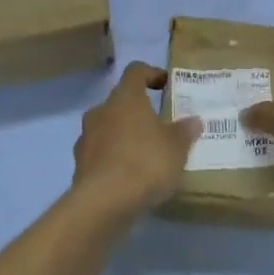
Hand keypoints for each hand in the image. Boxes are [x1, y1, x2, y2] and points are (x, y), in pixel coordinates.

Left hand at [72, 63, 201, 220]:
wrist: (103, 203)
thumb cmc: (145, 162)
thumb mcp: (177, 147)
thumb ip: (185, 131)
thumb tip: (194, 121)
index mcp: (125, 97)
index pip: (135, 71)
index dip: (151, 73)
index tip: (166, 84)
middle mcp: (101, 111)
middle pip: (120, 101)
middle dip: (138, 111)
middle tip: (159, 125)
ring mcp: (86, 138)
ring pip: (108, 128)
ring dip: (124, 136)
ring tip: (146, 154)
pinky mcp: (79, 166)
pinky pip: (101, 154)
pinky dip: (114, 159)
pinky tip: (130, 177)